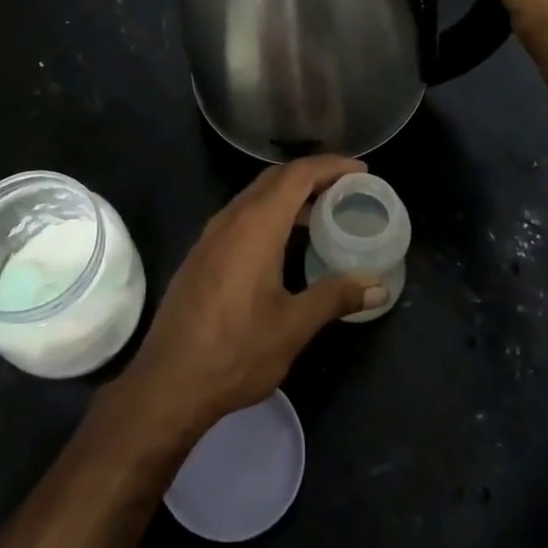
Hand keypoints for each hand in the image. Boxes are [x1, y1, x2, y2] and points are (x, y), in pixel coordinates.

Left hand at [111, 156, 385, 442]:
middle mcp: (231, 219)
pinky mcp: (202, 254)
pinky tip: (285, 241)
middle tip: (348, 187)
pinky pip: (242, 216)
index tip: (361, 170)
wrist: (168, 381)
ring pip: (255, 197)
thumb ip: (335, 297)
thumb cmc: (236, 350)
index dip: (331, 166)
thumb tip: (378, 287)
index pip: (297, 175)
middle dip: (312, 175)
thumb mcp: (293, 326)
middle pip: (275, 179)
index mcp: (255, 225)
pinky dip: (270, 213)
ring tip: (323, 211)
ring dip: (289, 195)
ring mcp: (211, 235)